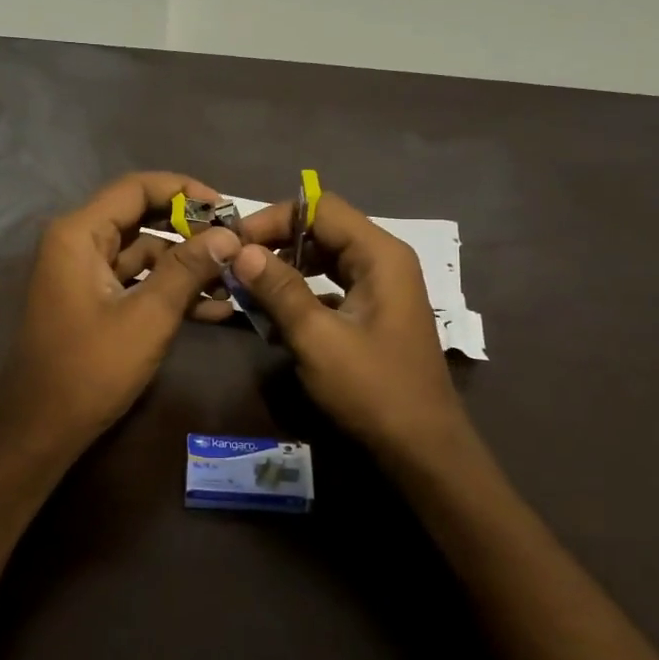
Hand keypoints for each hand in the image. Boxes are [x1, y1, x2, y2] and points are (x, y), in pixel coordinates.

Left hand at [0, 172, 239, 457]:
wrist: (41, 429)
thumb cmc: (91, 369)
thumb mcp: (148, 316)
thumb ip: (187, 269)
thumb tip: (229, 235)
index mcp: (79, 233)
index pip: (137, 187)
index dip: (185, 191)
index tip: (227, 209)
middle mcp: (78, 242)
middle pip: (142, 216)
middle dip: (191, 229)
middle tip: (236, 242)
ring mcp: (85, 272)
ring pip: (144, 251)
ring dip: (187, 264)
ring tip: (235, 279)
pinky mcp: (94, 299)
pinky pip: (137, 280)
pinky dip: (169, 289)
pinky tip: (214, 308)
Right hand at [227, 191, 471, 458]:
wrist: (423, 450)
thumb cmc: (373, 391)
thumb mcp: (318, 339)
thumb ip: (279, 290)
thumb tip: (240, 250)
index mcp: (380, 255)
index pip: (320, 208)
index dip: (274, 218)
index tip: (235, 243)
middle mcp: (384, 260)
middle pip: (323, 229)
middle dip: (276, 243)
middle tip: (236, 265)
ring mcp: (382, 287)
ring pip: (325, 258)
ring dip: (286, 269)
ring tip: (249, 290)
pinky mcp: (374, 312)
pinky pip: (332, 285)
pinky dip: (302, 292)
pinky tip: (275, 317)